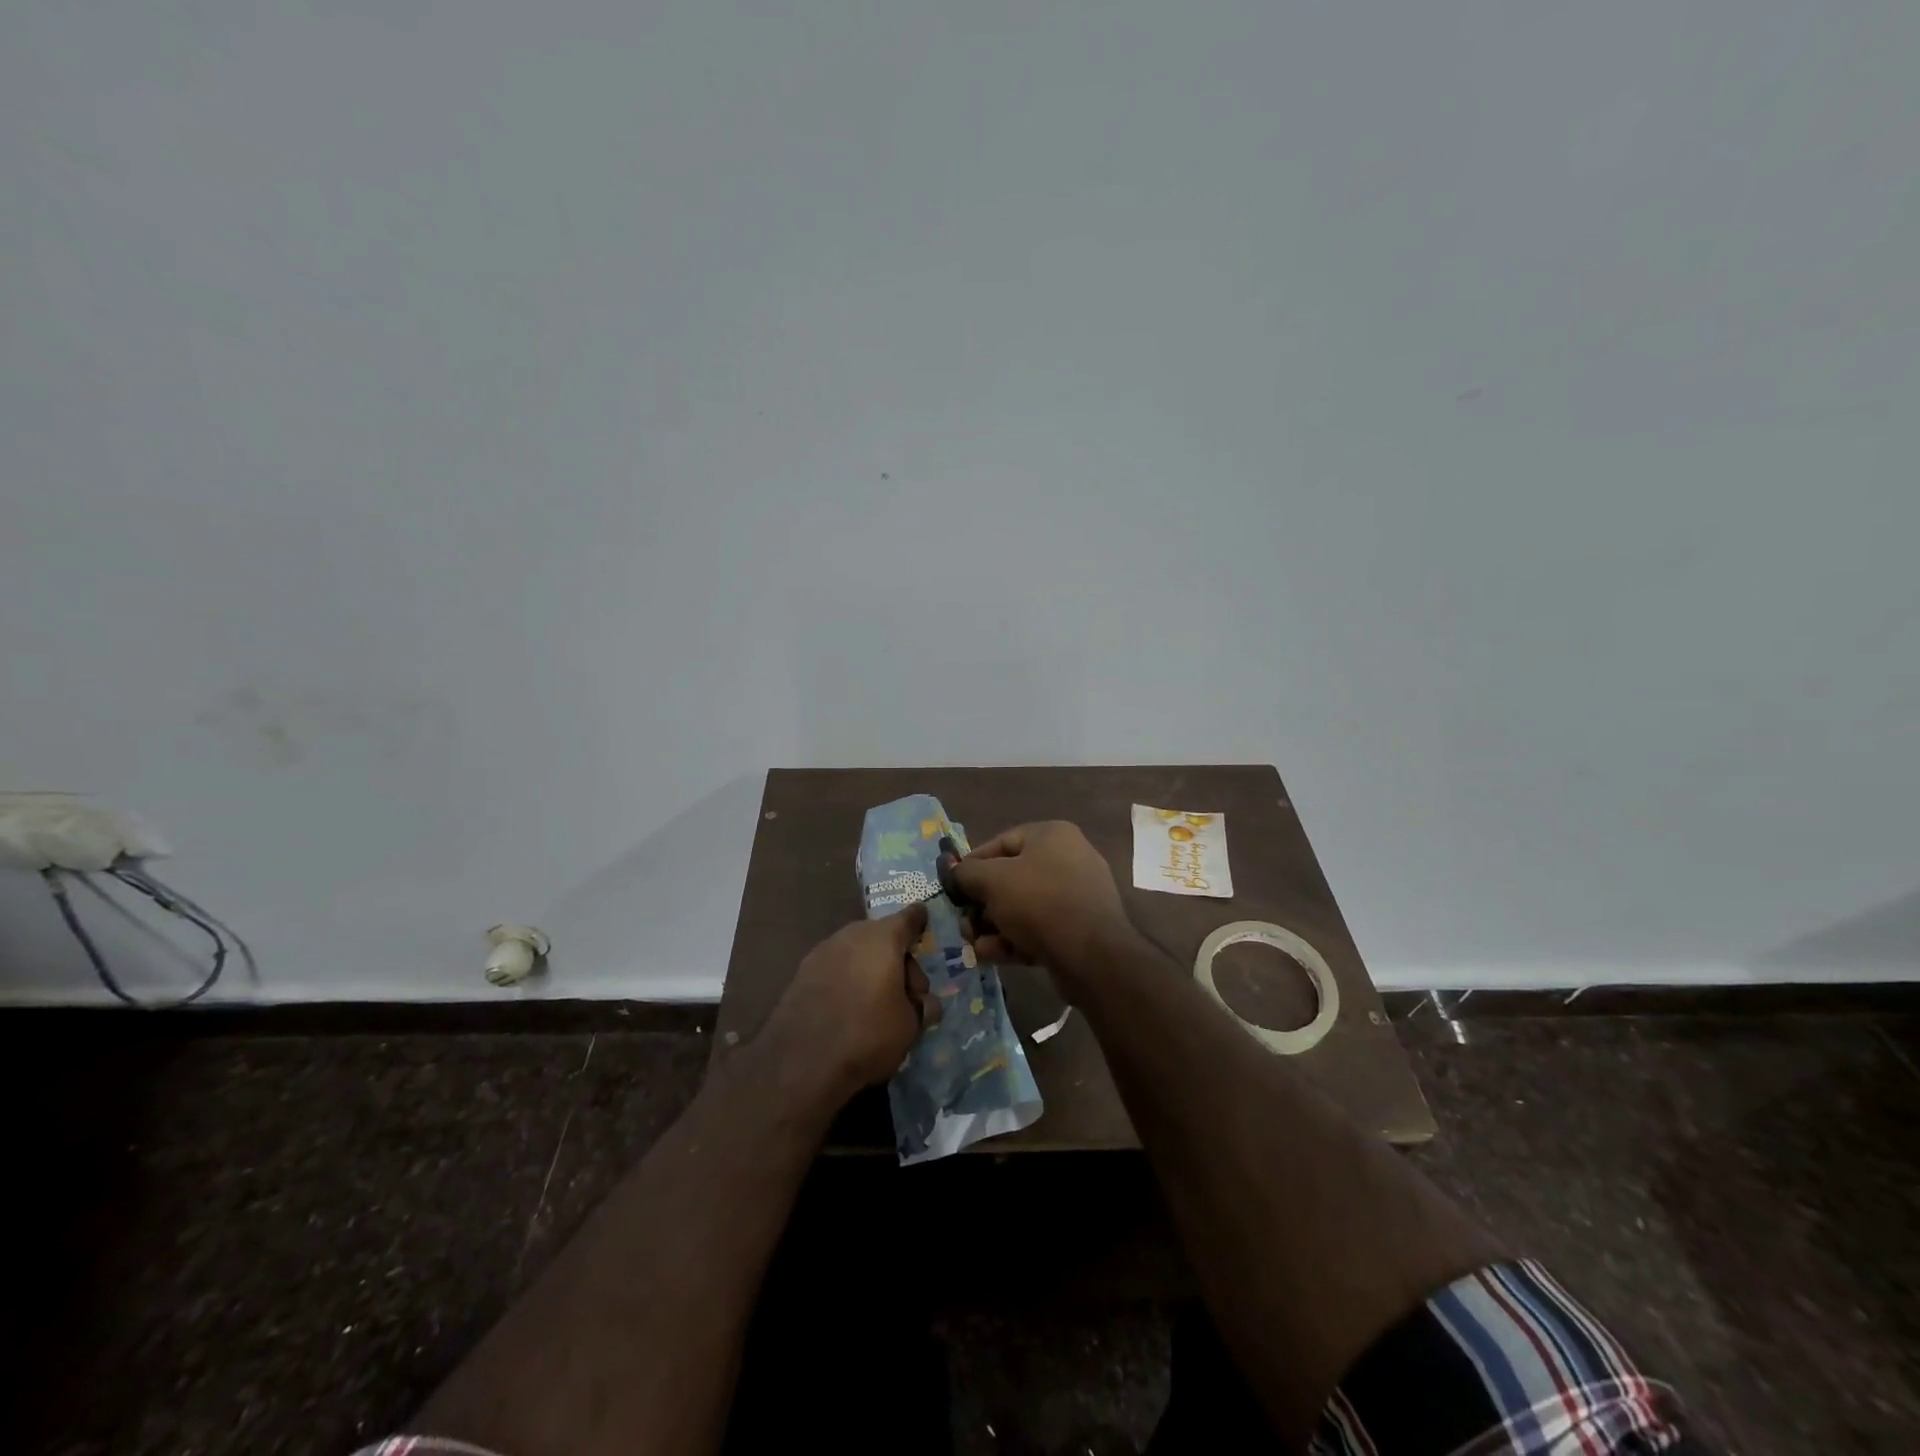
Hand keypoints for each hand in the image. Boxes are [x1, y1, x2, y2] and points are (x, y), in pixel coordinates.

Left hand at [760, 904, 942, 1102]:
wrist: (801, 1061)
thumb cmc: (868, 1034)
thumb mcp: (910, 1025)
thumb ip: (922, 1007)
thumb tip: (926, 1004)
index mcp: (883, 938)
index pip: (908, 918)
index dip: (919, 921)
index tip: (923, 920)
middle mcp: (852, 935)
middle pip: (882, 937)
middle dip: (897, 958)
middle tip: (907, 993)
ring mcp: (823, 951)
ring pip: (857, 951)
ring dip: (870, 968)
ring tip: (876, 1002)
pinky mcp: (802, 972)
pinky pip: (836, 967)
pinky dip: (847, 978)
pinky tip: (848, 1007)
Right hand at [950, 822, 1130, 986]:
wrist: (1093, 955)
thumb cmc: (1039, 902)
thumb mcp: (992, 881)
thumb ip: (966, 873)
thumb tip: (953, 872)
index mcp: (1052, 835)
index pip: (1001, 843)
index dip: (971, 865)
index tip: (952, 887)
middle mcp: (1068, 859)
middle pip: (1010, 878)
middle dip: (982, 904)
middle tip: (963, 924)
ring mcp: (1076, 895)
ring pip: (1022, 907)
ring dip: (994, 926)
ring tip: (974, 945)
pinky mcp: (1079, 929)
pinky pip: (1039, 928)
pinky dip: (1014, 939)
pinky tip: (992, 956)